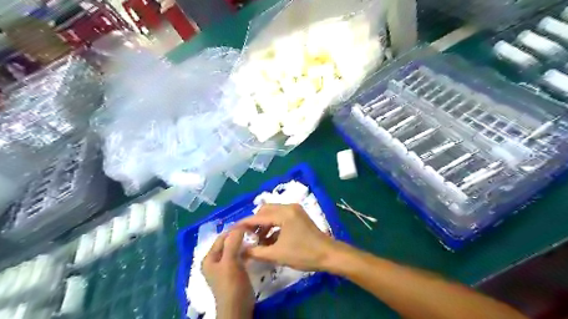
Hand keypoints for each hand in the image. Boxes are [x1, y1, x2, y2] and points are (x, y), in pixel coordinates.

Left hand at [201, 228, 251, 317]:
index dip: (234, 229)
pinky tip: (256, 248)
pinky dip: (247, 251)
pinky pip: (240, 256)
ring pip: (235, 248)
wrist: (238, 308)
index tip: (249, 223)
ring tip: (257, 236)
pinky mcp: (235, 271)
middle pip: (228, 242)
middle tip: (254, 230)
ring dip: (244, 243)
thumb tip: (240, 225)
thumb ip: (233, 242)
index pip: (222, 237)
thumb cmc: (231, 284)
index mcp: (209, 258)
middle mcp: (216, 260)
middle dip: (240, 235)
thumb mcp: (230, 261)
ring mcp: (226, 266)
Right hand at [236, 204, 338, 270]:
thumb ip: (257, 252)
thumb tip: (241, 251)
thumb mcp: (277, 254)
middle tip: (249, 237)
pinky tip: (271, 239)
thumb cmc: (303, 254)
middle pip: (265, 210)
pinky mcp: (299, 215)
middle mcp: (289, 207)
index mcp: (284, 213)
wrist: (328, 254)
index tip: (233, 230)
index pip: (258, 216)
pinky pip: (281, 216)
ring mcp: (295, 210)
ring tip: (260, 241)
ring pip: (273, 213)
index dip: (244, 224)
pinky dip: (274, 225)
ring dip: (265, 224)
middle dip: (255, 223)